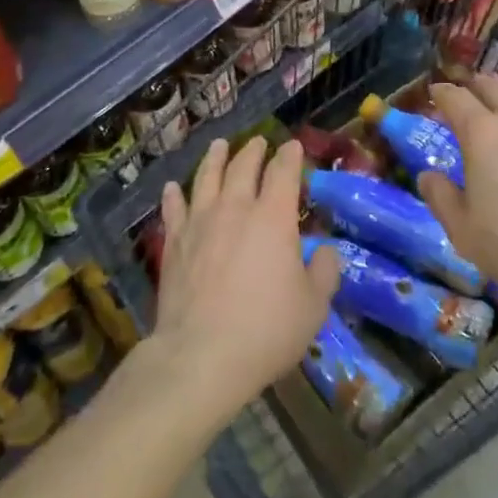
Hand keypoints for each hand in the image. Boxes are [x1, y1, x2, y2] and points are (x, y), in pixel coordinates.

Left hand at [152, 136, 340, 427]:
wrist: (201, 355)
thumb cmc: (266, 330)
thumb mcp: (313, 307)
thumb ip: (325, 272)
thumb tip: (326, 251)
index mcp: (273, 217)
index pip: (283, 172)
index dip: (289, 156)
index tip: (292, 146)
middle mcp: (236, 207)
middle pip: (243, 167)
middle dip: (254, 150)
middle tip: (258, 142)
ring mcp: (200, 221)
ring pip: (207, 177)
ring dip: (215, 158)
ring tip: (219, 145)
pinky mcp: (174, 242)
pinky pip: (173, 208)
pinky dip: (174, 194)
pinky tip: (172, 187)